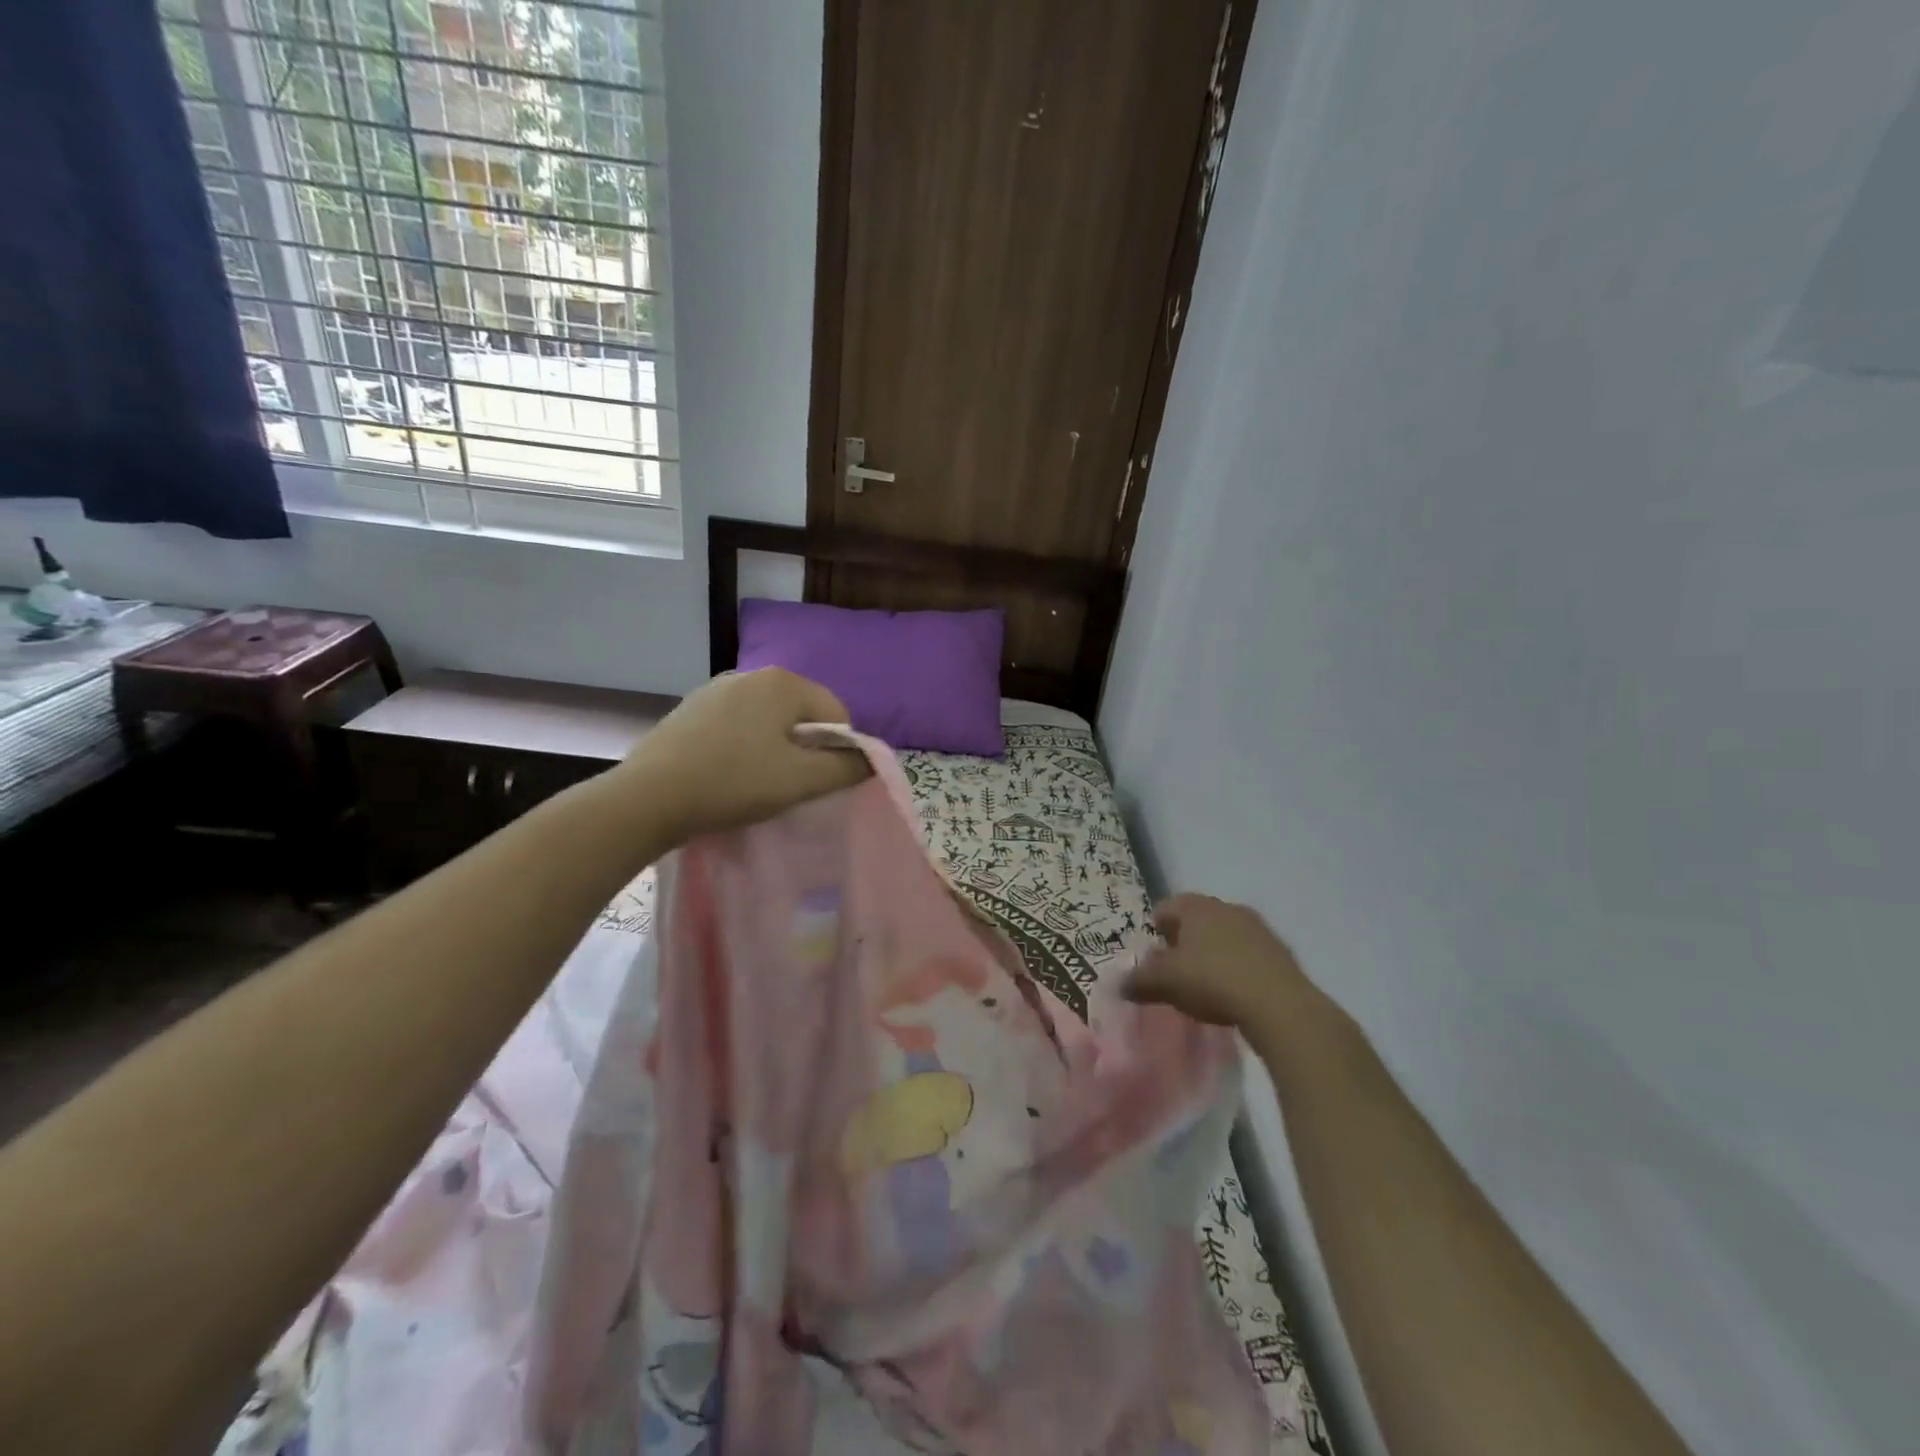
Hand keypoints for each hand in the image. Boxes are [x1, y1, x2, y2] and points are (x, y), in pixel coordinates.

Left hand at [614, 668, 872, 843]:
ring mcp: (716, 689)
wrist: (648, 798)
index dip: (838, 751)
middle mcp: (751, 674)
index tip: (818, 783)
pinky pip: (737, 725)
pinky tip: (728, 774)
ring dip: (775, 748)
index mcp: (783, 682)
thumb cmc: (734, 783)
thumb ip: (845, 768)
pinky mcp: (691, 709)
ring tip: (757, 783)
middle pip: (802, 713)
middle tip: (790, 786)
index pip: (836, 714)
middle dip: (805, 748)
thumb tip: (871, 760)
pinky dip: (744, 747)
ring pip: (768, 720)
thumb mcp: (800, 781)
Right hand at [1123, 894, 1324, 1032]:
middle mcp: (1225, 907)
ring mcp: (1256, 927)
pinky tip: (1234, 993)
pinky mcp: (1279, 950)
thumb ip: (1139, 981)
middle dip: (1183, 941)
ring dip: (1212, 953)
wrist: (1279, 1004)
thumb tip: (1120, 984)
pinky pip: (1247, 954)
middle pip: (1195, 920)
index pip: (1165, 908)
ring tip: (1205, 985)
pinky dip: (1236, 967)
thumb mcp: (1166, 982)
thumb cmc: (1212, 981)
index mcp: (1195, 907)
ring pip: (1223, 935)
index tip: (1151, 957)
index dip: (1154, 931)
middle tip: (1175, 971)